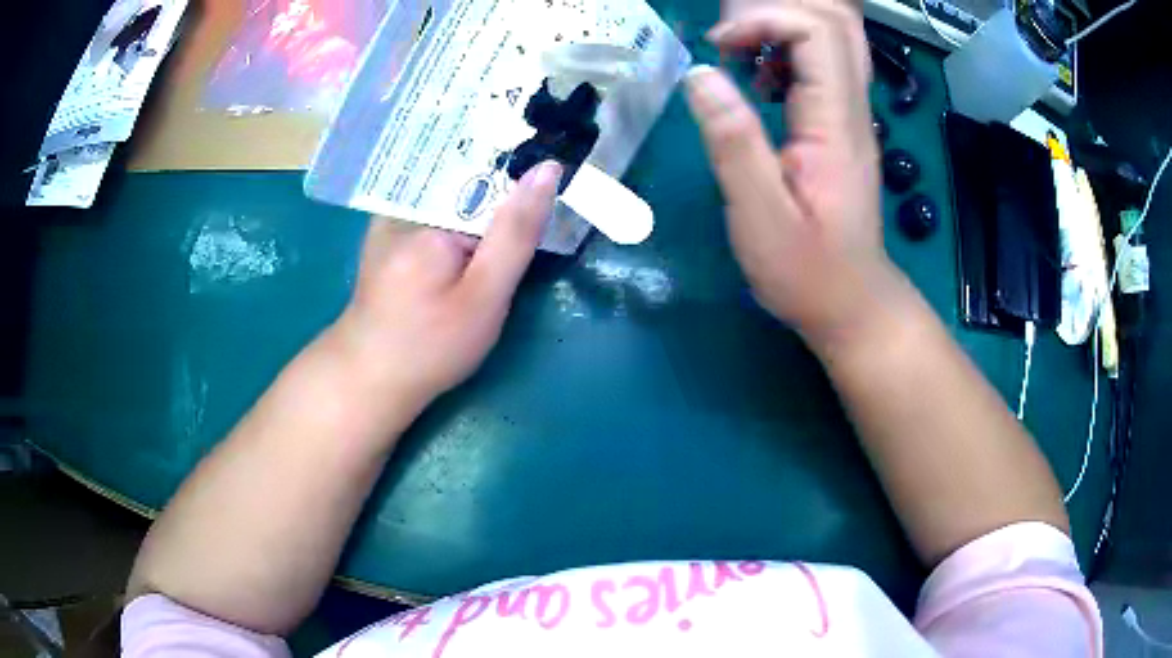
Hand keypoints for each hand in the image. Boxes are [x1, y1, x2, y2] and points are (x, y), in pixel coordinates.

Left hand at [331, 161, 562, 415]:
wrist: (369, 380)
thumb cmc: (430, 346)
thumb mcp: (485, 296)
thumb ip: (516, 233)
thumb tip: (548, 169)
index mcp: (427, 213)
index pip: (489, 178)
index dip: (522, 189)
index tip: (545, 208)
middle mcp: (404, 204)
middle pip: (467, 183)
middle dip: (498, 202)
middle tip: (514, 239)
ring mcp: (389, 218)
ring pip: (451, 196)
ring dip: (479, 211)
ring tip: (496, 238)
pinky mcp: (385, 235)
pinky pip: (431, 211)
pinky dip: (455, 222)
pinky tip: (466, 246)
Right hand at [685, 2, 901, 349]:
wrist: (852, 304)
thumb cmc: (807, 272)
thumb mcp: (759, 216)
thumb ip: (732, 141)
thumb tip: (700, 74)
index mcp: (834, 124)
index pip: (816, 31)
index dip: (764, 20)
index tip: (718, 47)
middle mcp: (851, 108)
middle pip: (836, 21)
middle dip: (776, 11)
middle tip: (729, 39)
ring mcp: (851, 114)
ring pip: (834, 37)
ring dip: (782, 27)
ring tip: (737, 54)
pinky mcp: (841, 124)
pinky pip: (825, 62)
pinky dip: (787, 51)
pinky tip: (757, 80)